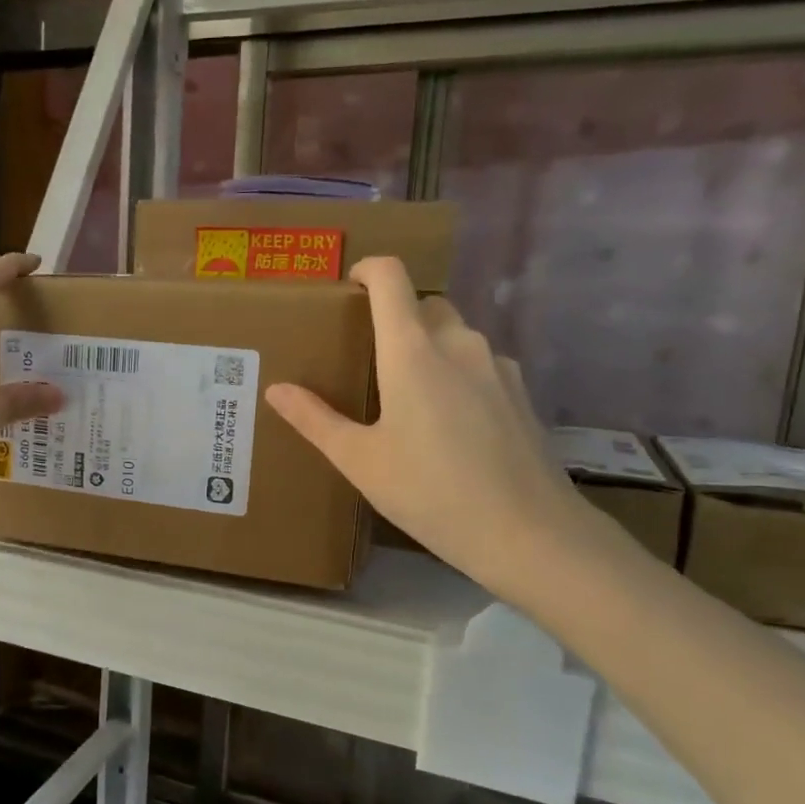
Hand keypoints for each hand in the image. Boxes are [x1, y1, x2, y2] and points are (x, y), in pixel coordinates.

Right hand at [265, 257, 606, 601]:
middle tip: (368, 356)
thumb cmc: (430, 493)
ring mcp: (497, 366)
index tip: (347, 289)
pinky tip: (448, 422)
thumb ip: (316, 419)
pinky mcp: (520, 392)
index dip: (367, 270)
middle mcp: (459, 343)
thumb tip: (276, 390)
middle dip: (394, 315)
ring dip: (427, 345)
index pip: (391, 277)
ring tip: (405, 394)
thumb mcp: (361, 461)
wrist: (528, 533)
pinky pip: (479, 363)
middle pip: (424, 304)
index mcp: (413, 350)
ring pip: (455, 333)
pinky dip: (456, 372)